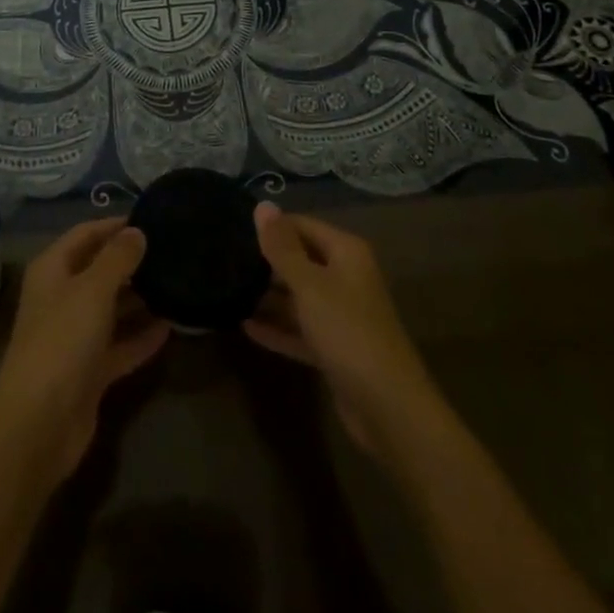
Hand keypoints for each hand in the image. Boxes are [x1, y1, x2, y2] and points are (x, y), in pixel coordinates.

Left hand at [0, 217, 170, 480]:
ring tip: (176, 283)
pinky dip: (141, 337)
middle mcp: (62, 298)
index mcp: (53, 270)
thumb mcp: (92, 290)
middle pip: (99, 270)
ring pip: (111, 308)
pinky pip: (120, 345)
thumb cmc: (62, 341)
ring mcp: (75, 336)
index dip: (114, 225)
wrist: (38, 425)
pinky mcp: (90, 371)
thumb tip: (137, 231)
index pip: (85, 234)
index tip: (151, 218)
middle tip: (171, 251)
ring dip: (139, 299)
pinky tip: (171, 327)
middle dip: (131, 261)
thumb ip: (117, 258)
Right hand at [243, 202, 445, 458]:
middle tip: (224, 260)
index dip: (271, 227)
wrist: (388, 408)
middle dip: (266, 262)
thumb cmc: (348, 331)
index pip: (301, 225)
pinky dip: (277, 328)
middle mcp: (345, 277)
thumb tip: (262, 204)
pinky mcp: (334, 348)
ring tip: (227, 290)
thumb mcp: (309, 285)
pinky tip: (245, 326)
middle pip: (300, 259)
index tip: (233, 229)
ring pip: (298, 297)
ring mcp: (341, 315)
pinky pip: (300, 329)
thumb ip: (282, 247)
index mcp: (346, 253)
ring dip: (268, 296)